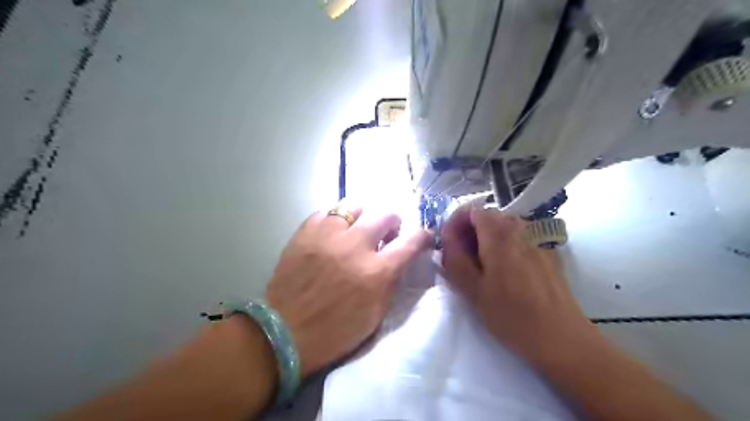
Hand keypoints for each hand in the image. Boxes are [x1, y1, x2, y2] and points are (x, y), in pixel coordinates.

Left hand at [266, 202, 429, 376]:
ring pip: (354, 205)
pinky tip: (332, 232)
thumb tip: (398, 258)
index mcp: (376, 272)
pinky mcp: (305, 233)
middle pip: (385, 214)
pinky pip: (326, 212)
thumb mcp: (376, 314)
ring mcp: (328, 236)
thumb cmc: (336, 331)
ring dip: (363, 217)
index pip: (411, 242)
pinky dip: (334, 220)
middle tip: (386, 234)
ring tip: (357, 229)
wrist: (286, 332)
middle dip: (392, 222)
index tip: (424, 235)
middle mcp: (355, 246)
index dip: (422, 236)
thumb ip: (391, 281)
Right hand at [440, 205, 601, 363]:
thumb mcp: (473, 289)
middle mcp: (521, 228)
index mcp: (500, 234)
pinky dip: (505, 246)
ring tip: (482, 266)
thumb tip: (447, 238)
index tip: (449, 244)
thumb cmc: (511, 315)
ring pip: (504, 227)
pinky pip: (520, 238)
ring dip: (487, 239)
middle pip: (488, 216)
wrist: (561, 338)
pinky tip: (506, 272)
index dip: (455, 222)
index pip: (472, 209)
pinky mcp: (548, 252)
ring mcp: (538, 239)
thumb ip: (454, 258)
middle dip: (470, 232)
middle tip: (462, 258)